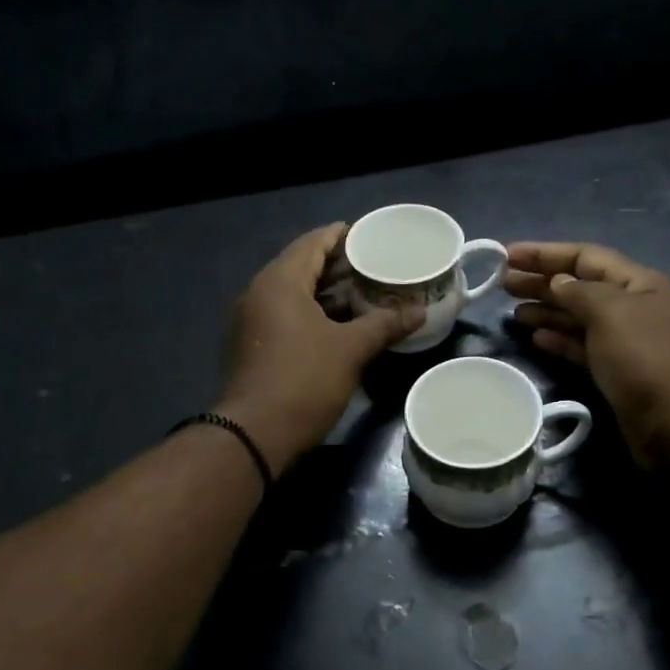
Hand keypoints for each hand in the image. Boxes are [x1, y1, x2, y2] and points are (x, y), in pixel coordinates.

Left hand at [215, 224, 422, 471]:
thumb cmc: (304, 380)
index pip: (312, 243)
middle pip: (300, 266)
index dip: (341, 236)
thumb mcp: (351, 349)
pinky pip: (284, 316)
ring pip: (292, 294)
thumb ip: (385, 324)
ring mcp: (250, 321)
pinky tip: (336, 325)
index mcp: (279, 281)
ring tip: (361, 294)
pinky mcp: (250, 346)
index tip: (368, 235)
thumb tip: (420, 311)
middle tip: (372, 266)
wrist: (255, 433)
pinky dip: (310, 313)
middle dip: (336, 265)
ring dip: (324, 292)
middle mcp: (258, 293)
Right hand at [505, 241, 669, 467]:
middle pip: (578, 286)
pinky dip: (557, 339)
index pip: (585, 256)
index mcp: (636, 283)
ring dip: (546, 310)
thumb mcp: (611, 313)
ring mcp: (622, 340)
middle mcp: (629, 306)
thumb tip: (558, 282)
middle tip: (502, 283)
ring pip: (576, 317)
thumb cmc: (646, 358)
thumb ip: (579, 292)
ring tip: (512, 310)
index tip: (507, 254)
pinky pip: (580, 346)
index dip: (546, 253)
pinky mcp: (613, 370)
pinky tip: (535, 337)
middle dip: (541, 281)